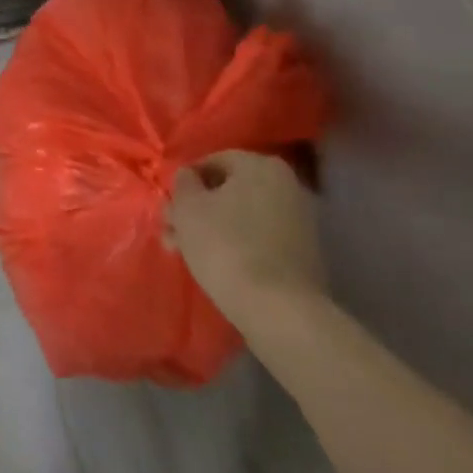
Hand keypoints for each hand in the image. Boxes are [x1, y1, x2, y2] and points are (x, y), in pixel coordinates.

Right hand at [167, 150, 327, 329]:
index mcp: (261, 165)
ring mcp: (298, 221)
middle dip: (195, 209)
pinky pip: (258, 239)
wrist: (279, 310)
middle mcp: (286, 185)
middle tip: (170, 231)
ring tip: (183, 253)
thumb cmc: (226, 245)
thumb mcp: (188, 207)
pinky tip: (213, 265)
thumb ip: (183, 183)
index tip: (170, 204)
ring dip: (210, 229)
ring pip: (240, 217)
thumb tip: (188, 177)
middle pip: (228, 191)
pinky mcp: (302, 254)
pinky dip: (235, 246)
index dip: (185, 182)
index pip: (213, 161)